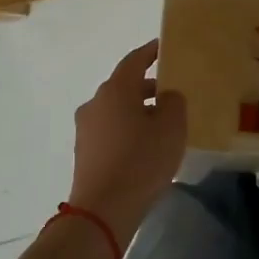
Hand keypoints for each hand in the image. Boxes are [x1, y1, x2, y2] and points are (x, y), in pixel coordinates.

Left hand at [66, 40, 188, 240]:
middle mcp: (95, 102)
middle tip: (171, 94)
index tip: (164, 48)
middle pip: (124, 86)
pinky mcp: (84, 152)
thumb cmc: (141, 161)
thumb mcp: (172, 127)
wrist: (103, 210)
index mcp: (116, 89)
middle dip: (148, 87)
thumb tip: (165, 96)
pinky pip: (110, 130)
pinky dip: (127, 130)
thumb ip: (173, 102)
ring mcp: (86, 128)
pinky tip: (145, 147)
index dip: (150, 52)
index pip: (134, 60)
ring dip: (137, 111)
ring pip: (116, 109)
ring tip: (162, 125)